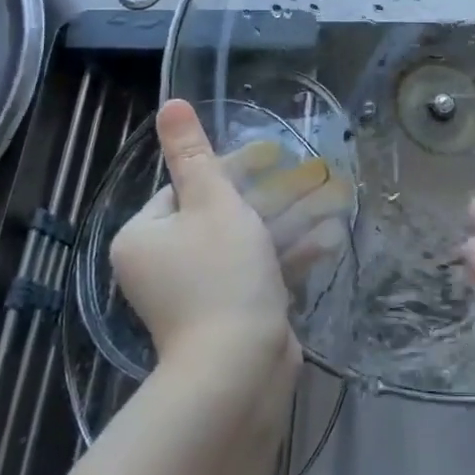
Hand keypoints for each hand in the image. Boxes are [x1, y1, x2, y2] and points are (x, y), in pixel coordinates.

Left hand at [111, 100, 336, 382]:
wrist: (239, 371)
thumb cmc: (222, 274)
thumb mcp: (213, 203)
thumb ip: (194, 153)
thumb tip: (169, 103)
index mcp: (145, 236)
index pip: (186, 186)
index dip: (233, 169)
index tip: (275, 157)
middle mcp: (163, 264)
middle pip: (220, 214)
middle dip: (270, 196)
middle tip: (310, 176)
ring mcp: (197, 293)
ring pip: (245, 243)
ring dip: (287, 223)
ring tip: (329, 202)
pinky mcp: (229, 314)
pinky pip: (256, 273)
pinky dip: (287, 257)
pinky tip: (327, 240)